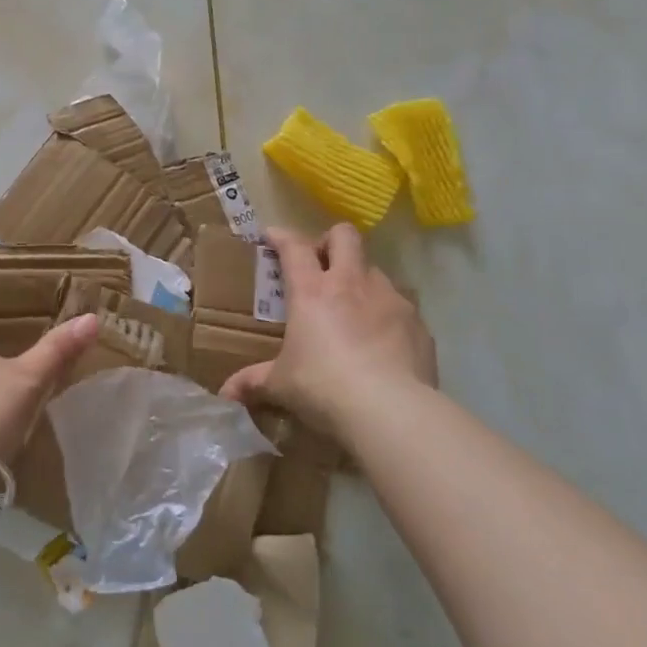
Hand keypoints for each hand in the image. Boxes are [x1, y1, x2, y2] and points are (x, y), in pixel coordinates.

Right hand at [221, 224, 436, 438]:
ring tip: (353, 308)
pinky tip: (382, 340)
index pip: (295, 247)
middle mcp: (352, 284)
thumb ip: (255, 382)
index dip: (282, 237)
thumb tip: (228, 392)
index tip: (272, 236)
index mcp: (312, 291)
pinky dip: (387, 314)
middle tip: (321, 263)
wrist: (389, 410)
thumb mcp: (281, 385)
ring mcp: (390, 299)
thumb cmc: (323, 387)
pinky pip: (400, 306)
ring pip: (375, 269)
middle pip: (344, 237)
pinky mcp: (418, 323)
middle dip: (330, 241)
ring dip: (361, 280)